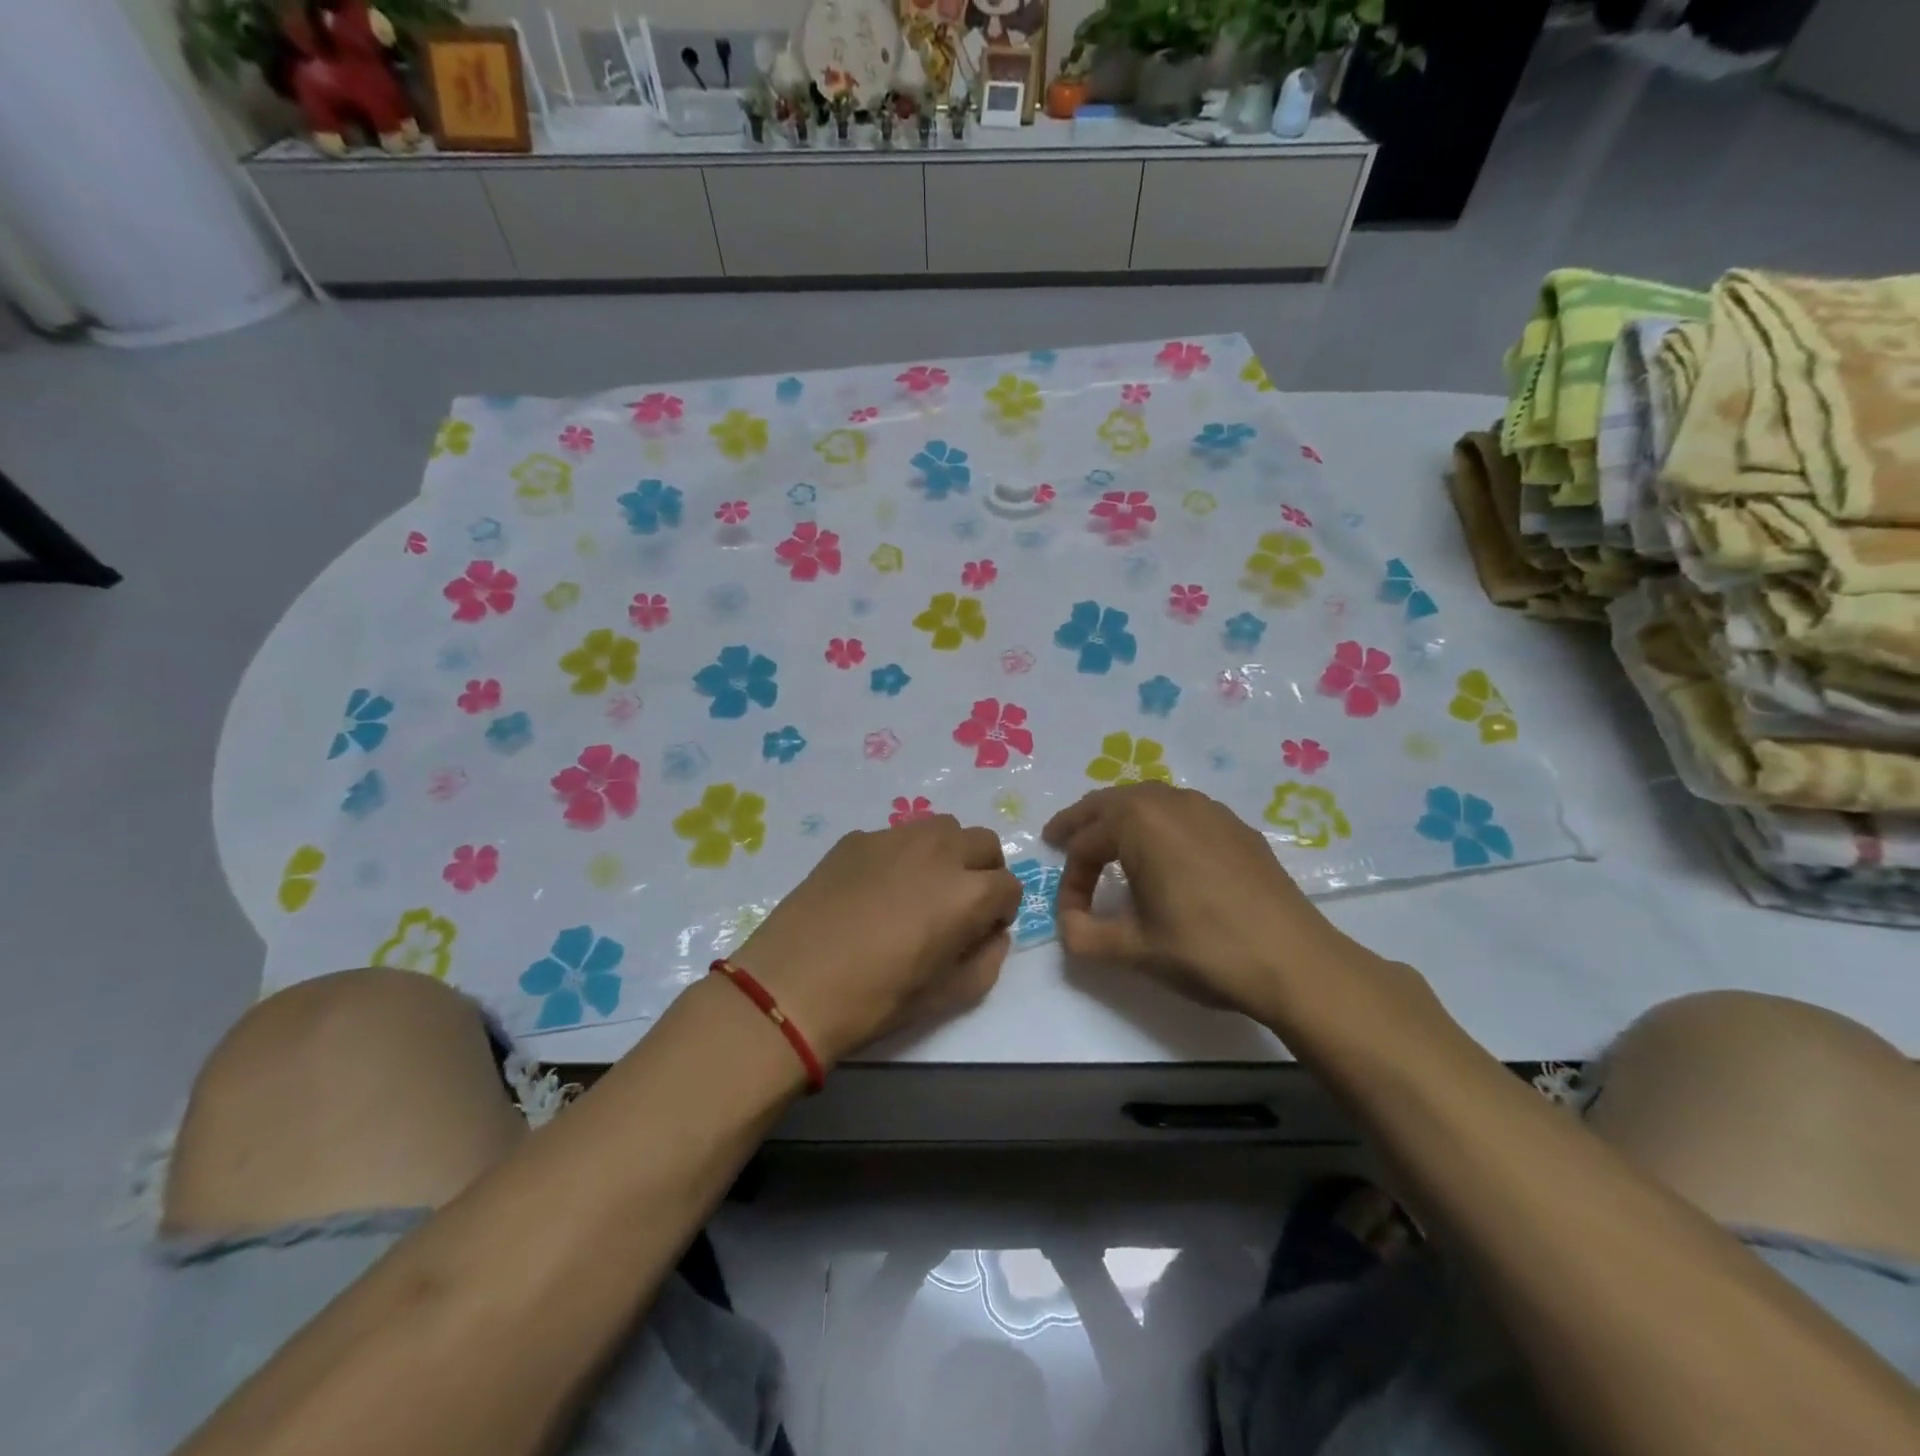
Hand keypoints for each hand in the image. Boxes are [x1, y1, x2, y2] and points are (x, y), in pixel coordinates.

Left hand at [735, 816, 1021, 1066]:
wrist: (790, 987)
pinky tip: (875, 889)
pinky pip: (896, 835)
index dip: (1002, 911)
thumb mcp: (946, 997)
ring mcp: (893, 838)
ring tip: (922, 887)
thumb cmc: (873, 1000)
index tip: (982, 931)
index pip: (1010, 885)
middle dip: (983, 871)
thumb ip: (986, 960)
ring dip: (947, 853)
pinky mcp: (856, 839)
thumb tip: (993, 934)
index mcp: (966, 893)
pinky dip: (903, 854)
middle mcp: (938, 852)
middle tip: (959, 904)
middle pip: (984, 842)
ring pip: (942, 827)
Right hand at [1042, 783, 1363, 1021]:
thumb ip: (1084, 936)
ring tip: (1106, 841)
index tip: (1070, 918)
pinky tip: (1162, 853)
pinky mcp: (1236, 826)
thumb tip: (1066, 925)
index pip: (1085, 844)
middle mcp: (1170, 801)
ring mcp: (1209, 809)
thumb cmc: (1205, 949)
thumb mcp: (1133, 950)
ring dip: (1119, 818)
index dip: (1070, 882)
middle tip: (1059, 838)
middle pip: (1110, 803)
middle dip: (1082, 823)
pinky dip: (1156, 824)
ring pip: (1147, 801)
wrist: (1296, 962)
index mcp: (1138, 821)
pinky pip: (1181, 812)